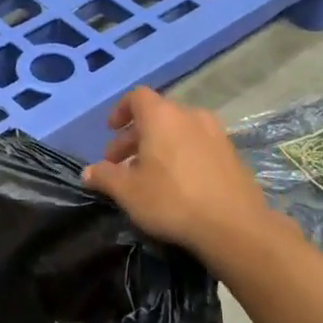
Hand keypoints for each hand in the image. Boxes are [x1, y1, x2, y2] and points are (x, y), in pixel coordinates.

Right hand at [81, 88, 270, 260]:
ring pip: (178, 131)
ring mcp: (216, 133)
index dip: (121, 111)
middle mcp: (190, 115)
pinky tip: (176, 183)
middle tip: (120, 163)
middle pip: (157, 116)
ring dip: (158, 146)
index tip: (111, 131)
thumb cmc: (172, 200)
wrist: (234, 225)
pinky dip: (181, 154)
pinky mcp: (232, 153)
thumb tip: (88, 172)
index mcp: (162, 116)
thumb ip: (105, 177)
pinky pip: (197, 145)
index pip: (137, 97)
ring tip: (147, 175)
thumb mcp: (128, 192)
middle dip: (135, 136)